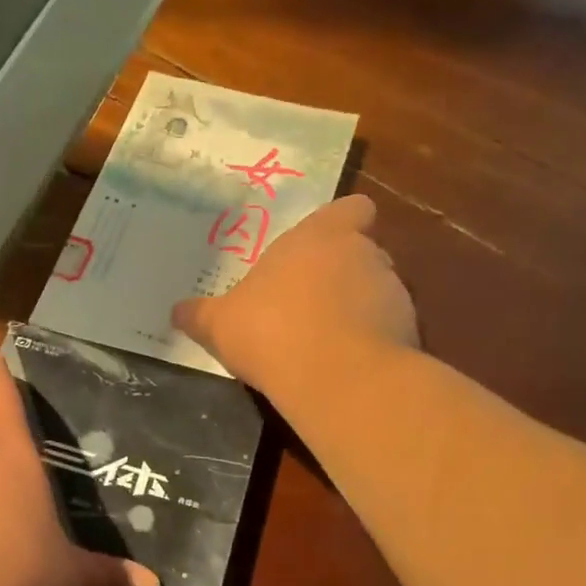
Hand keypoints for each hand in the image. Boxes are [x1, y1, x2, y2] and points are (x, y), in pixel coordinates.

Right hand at [172, 194, 419, 396]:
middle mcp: (363, 253)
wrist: (336, 378)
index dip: (341, 222)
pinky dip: (372, 341)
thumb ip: (199, 314)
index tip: (323, 244)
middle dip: (342, 272)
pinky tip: (345, 366)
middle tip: (309, 302)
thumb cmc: (271, 330)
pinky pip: (389, 328)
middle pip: (362, 251)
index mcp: (319, 237)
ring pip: (378, 290)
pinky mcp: (410, 331)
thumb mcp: (219, 324)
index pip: (351, 208)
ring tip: (327, 341)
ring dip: (358, 308)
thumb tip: (175, 312)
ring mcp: (394, 292)